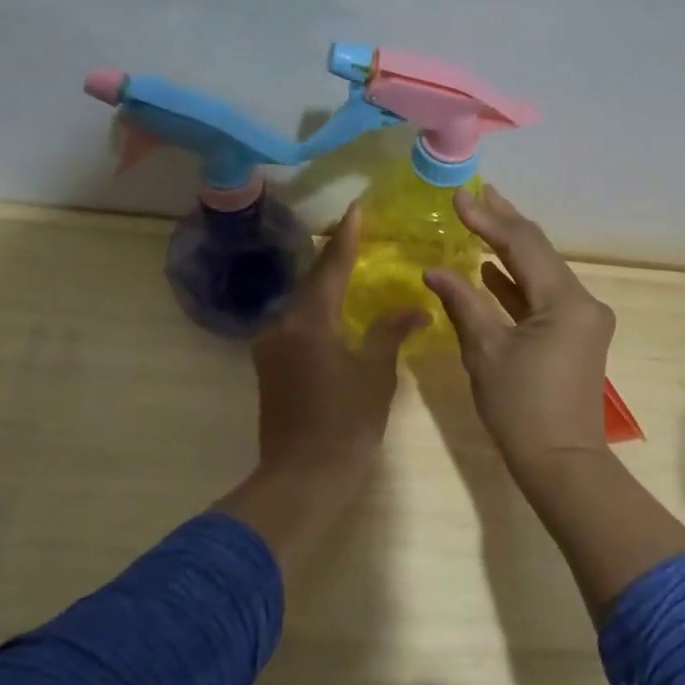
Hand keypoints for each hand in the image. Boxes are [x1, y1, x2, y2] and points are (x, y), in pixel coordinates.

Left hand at [250, 202, 426, 494]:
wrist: (301, 477)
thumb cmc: (345, 424)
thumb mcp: (375, 375)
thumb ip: (390, 333)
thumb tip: (414, 309)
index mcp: (310, 322)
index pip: (332, 267)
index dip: (347, 236)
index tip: (357, 207)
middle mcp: (283, 325)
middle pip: (312, 281)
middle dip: (335, 256)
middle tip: (358, 233)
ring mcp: (271, 347)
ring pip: (302, 304)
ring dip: (326, 286)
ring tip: (351, 268)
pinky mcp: (270, 366)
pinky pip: (297, 325)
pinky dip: (318, 312)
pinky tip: (336, 312)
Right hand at [422, 186, 615, 481]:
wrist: (561, 463)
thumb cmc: (521, 408)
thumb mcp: (486, 351)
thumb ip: (462, 302)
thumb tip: (434, 270)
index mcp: (565, 301)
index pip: (523, 245)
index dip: (489, 219)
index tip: (458, 198)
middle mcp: (583, 301)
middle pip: (539, 252)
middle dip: (505, 223)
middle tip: (477, 194)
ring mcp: (583, 319)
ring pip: (542, 273)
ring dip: (510, 251)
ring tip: (480, 222)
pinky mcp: (576, 336)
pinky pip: (544, 298)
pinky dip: (517, 284)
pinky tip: (491, 271)